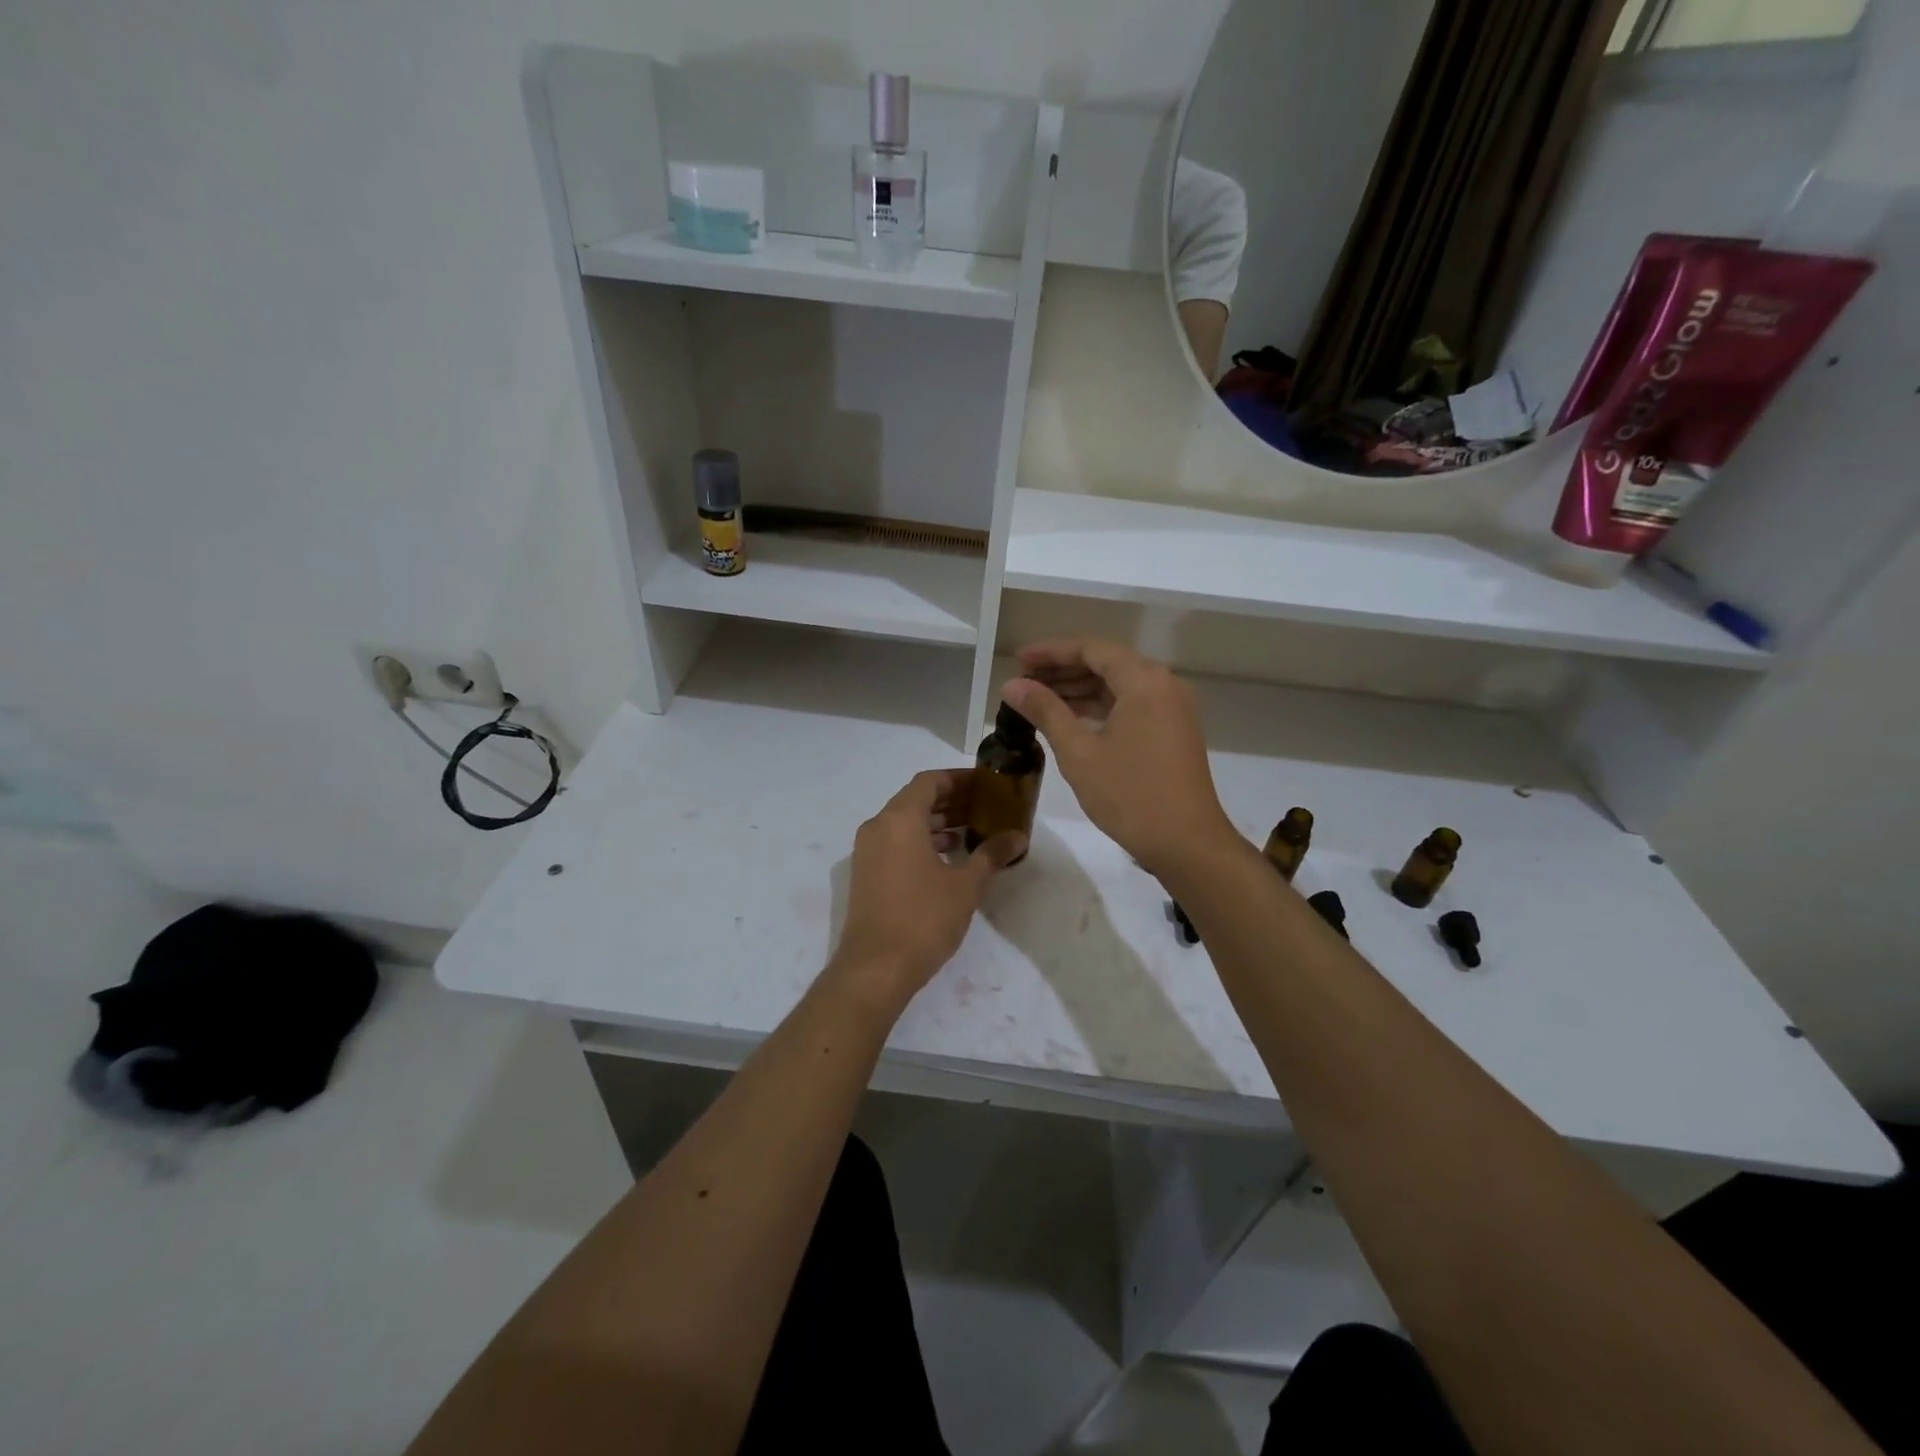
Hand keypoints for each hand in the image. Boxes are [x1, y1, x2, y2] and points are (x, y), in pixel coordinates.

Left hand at [828, 770, 1026, 1008]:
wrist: (875, 968)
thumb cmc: (923, 918)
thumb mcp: (966, 885)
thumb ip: (992, 854)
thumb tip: (1018, 836)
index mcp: (899, 819)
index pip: (929, 781)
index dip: (959, 779)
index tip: (986, 784)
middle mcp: (878, 827)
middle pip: (916, 800)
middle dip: (951, 801)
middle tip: (985, 807)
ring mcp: (867, 851)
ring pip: (905, 823)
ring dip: (937, 823)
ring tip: (972, 832)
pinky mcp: (866, 874)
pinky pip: (896, 843)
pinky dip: (921, 842)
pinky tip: (949, 858)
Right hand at [1002, 640, 1233, 876]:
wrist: (1186, 843)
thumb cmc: (1130, 795)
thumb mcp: (1079, 752)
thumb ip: (1045, 711)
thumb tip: (1012, 685)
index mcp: (1144, 680)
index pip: (1091, 649)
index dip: (1051, 652)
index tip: (1018, 661)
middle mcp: (1164, 684)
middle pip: (1107, 663)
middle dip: (1063, 670)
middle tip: (1023, 681)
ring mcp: (1172, 708)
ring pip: (1119, 685)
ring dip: (1080, 689)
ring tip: (1038, 700)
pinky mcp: (1174, 730)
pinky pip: (1132, 704)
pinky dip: (1101, 707)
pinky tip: (1070, 719)